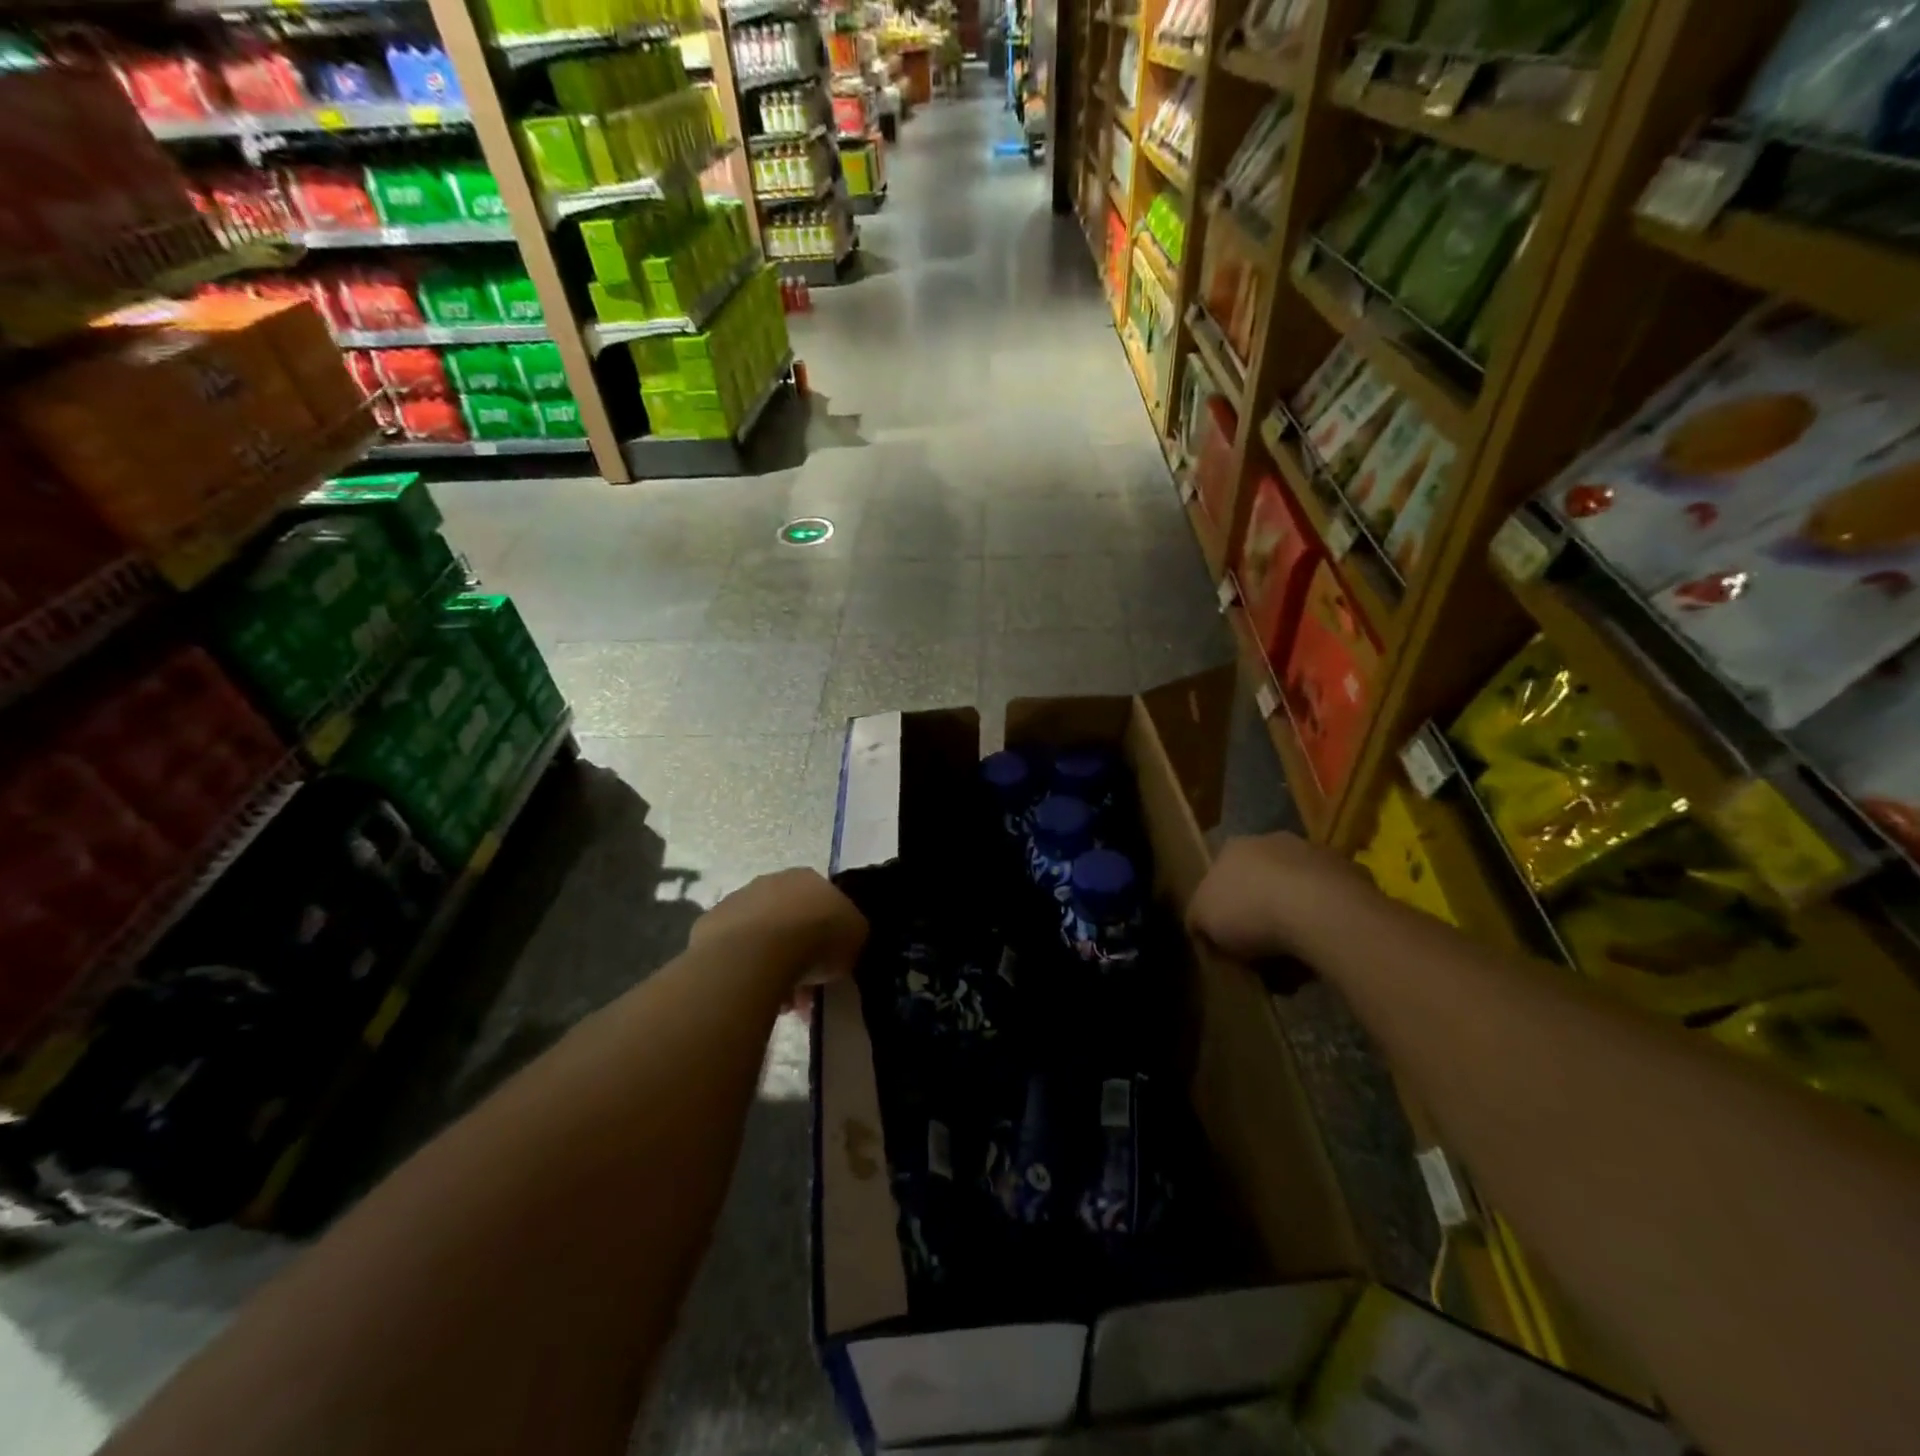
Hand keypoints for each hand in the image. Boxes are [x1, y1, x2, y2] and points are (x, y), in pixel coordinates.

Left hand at [692, 868, 868, 997]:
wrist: (757, 953)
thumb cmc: (816, 939)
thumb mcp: (855, 937)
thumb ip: (850, 933)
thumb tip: (843, 941)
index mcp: (809, 878)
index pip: (822, 903)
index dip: (828, 935)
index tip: (830, 965)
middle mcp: (771, 881)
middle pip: (789, 919)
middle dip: (798, 952)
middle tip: (805, 989)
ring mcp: (736, 901)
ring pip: (760, 936)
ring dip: (771, 965)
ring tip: (779, 1002)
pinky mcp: (709, 926)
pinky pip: (735, 952)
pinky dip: (745, 970)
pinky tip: (753, 993)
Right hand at [1187, 832, 1370, 962]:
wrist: (1320, 911)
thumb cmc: (1249, 910)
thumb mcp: (1201, 920)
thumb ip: (1197, 919)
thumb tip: (1202, 928)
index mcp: (1233, 847)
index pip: (1219, 874)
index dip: (1221, 907)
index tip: (1225, 938)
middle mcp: (1273, 840)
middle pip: (1260, 881)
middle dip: (1259, 912)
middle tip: (1259, 952)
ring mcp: (1316, 854)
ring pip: (1297, 892)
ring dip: (1294, 920)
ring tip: (1293, 962)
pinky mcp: (1354, 875)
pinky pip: (1330, 907)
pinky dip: (1324, 926)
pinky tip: (1321, 953)